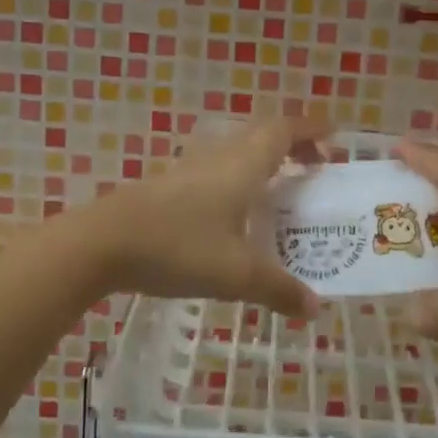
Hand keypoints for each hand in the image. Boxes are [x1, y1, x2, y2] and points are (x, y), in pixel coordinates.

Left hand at [84, 112, 331, 317]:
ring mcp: (189, 169)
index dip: (312, 129)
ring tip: (279, 192)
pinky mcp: (168, 185)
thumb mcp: (236, 275)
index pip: (284, 130)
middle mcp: (219, 157)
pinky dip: (237, 179)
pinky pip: (216, 170)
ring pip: (236, 151)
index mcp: (243, 166)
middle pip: (262, 135)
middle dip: (293, 146)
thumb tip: (314, 308)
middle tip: (314, 170)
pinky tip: (233, 214)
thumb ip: (278, 289)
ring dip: (263, 162)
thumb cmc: (178, 247)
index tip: (335, 139)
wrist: (102, 243)